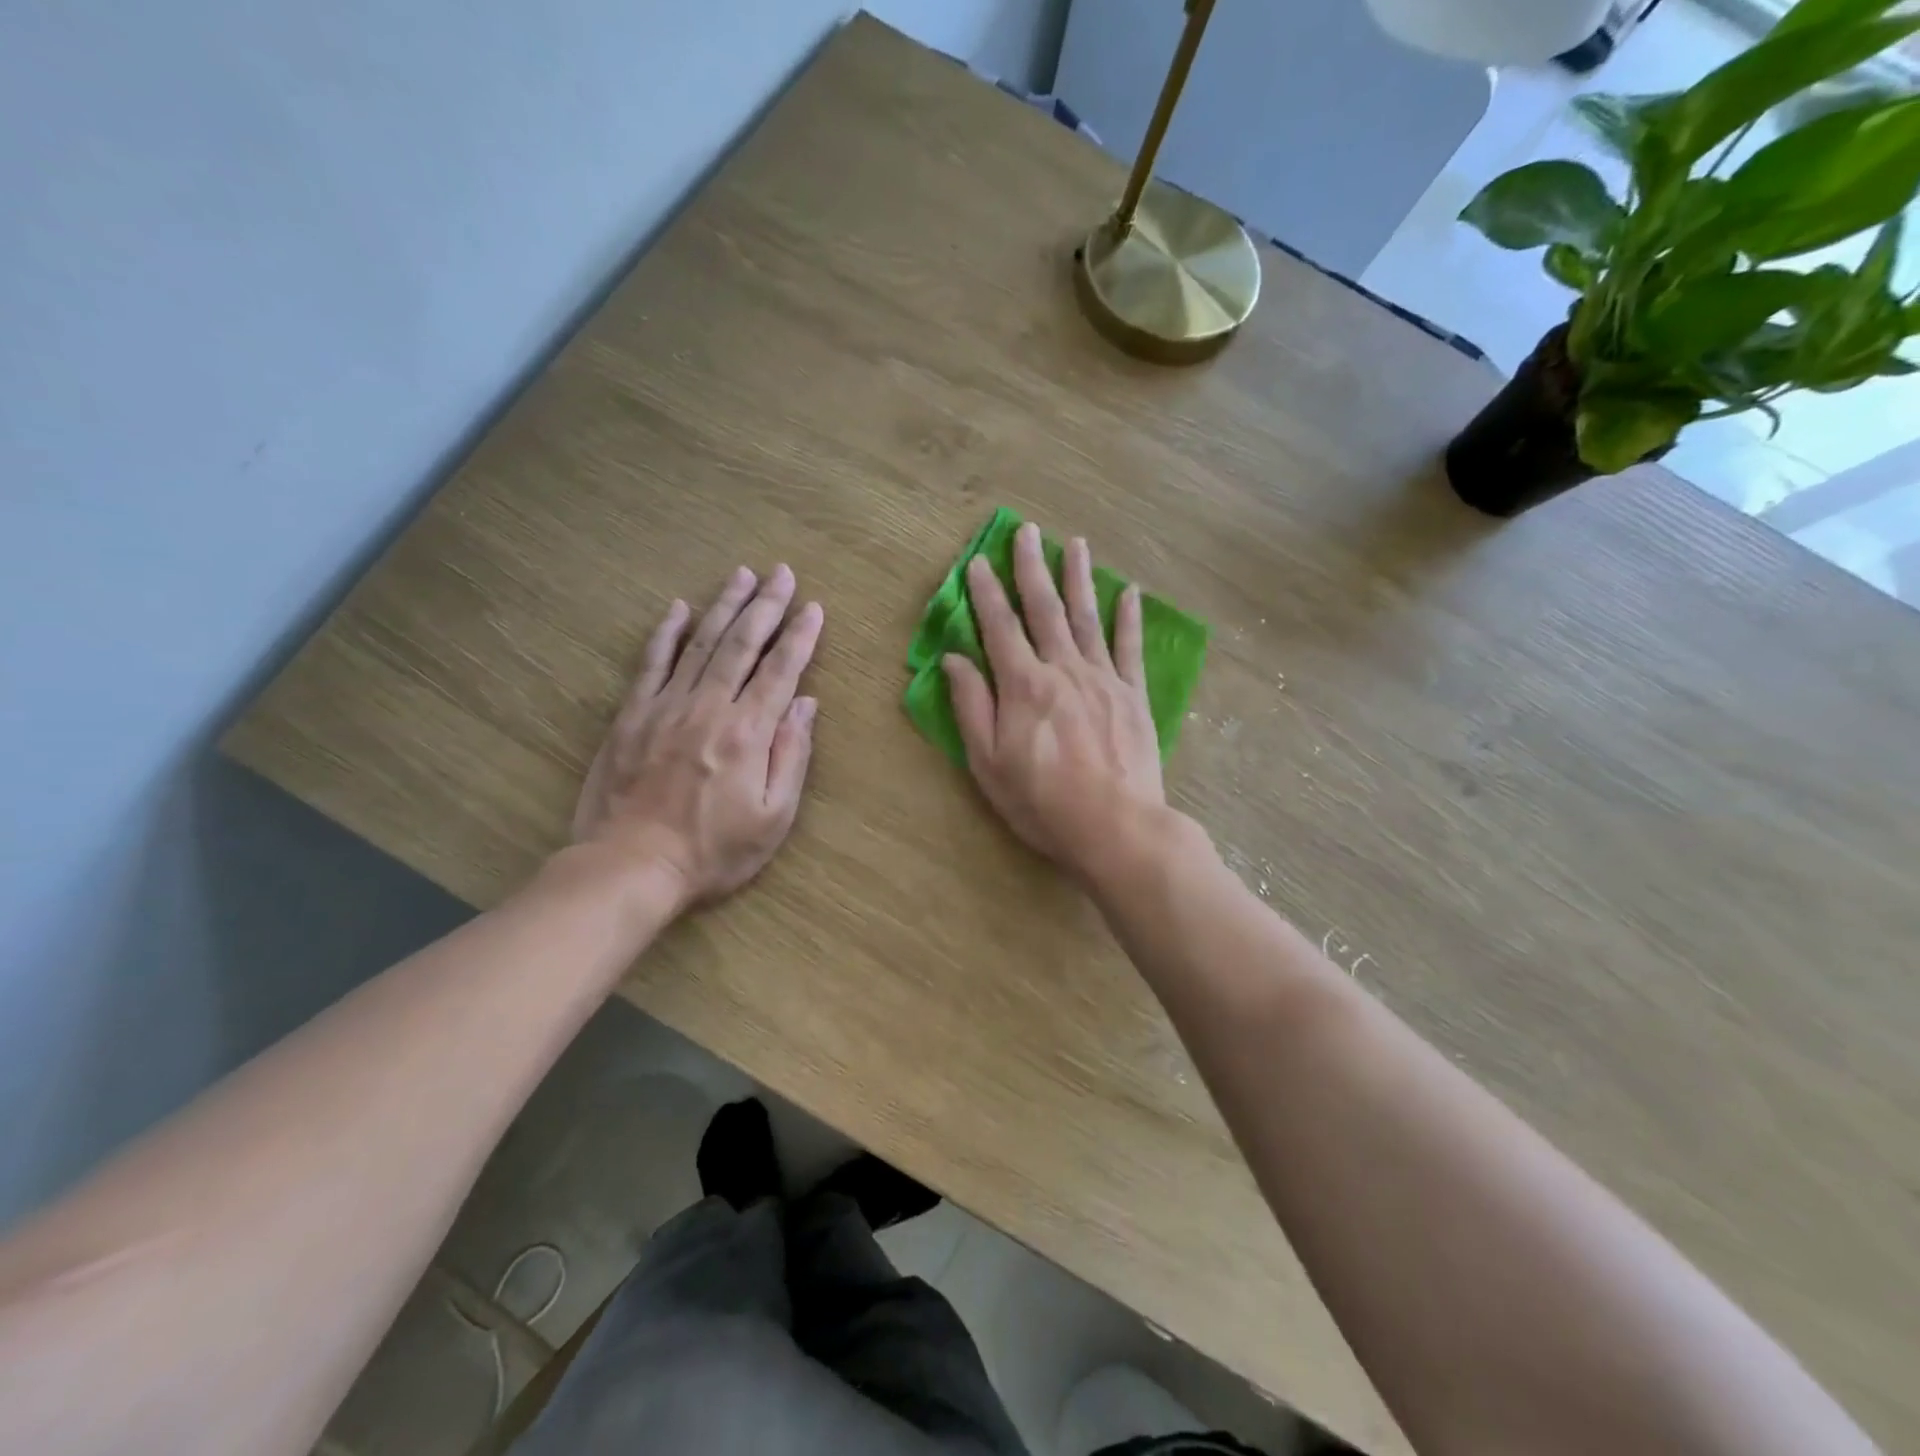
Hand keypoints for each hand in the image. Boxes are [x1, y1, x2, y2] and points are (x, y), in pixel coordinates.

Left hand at [570, 564, 822, 912]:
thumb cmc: (713, 851)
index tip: (815, 607)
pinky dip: (666, 634)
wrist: (630, 867)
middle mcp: (709, 707)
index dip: (801, 636)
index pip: (781, 670)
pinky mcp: (632, 716)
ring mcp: (666, 707)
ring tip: (742, 575)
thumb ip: (791, 755)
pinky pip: (652, 664)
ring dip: (724, 606)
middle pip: (742, 644)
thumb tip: (805, 704)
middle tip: (782, 573)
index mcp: (748, 732)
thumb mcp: (773, 817)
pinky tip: (679, 609)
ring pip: (701, 644)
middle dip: (766, 606)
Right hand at [942, 523, 1166, 887]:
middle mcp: (1062, 669)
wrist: (1116, 827)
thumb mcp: (988, 763)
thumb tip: (953, 659)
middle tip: (1027, 531)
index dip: (985, 593)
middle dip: (1032, 568)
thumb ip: (971, 707)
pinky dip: (1128, 618)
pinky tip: (1127, 592)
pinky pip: (1130, 647)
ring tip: (1074, 543)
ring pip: (1087, 617)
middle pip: (1044, 609)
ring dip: (1078, 577)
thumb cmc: (1042, 802)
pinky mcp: (1133, 695)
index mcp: (1023, 685)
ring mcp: (1103, 678)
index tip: (976, 562)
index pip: (999, 627)